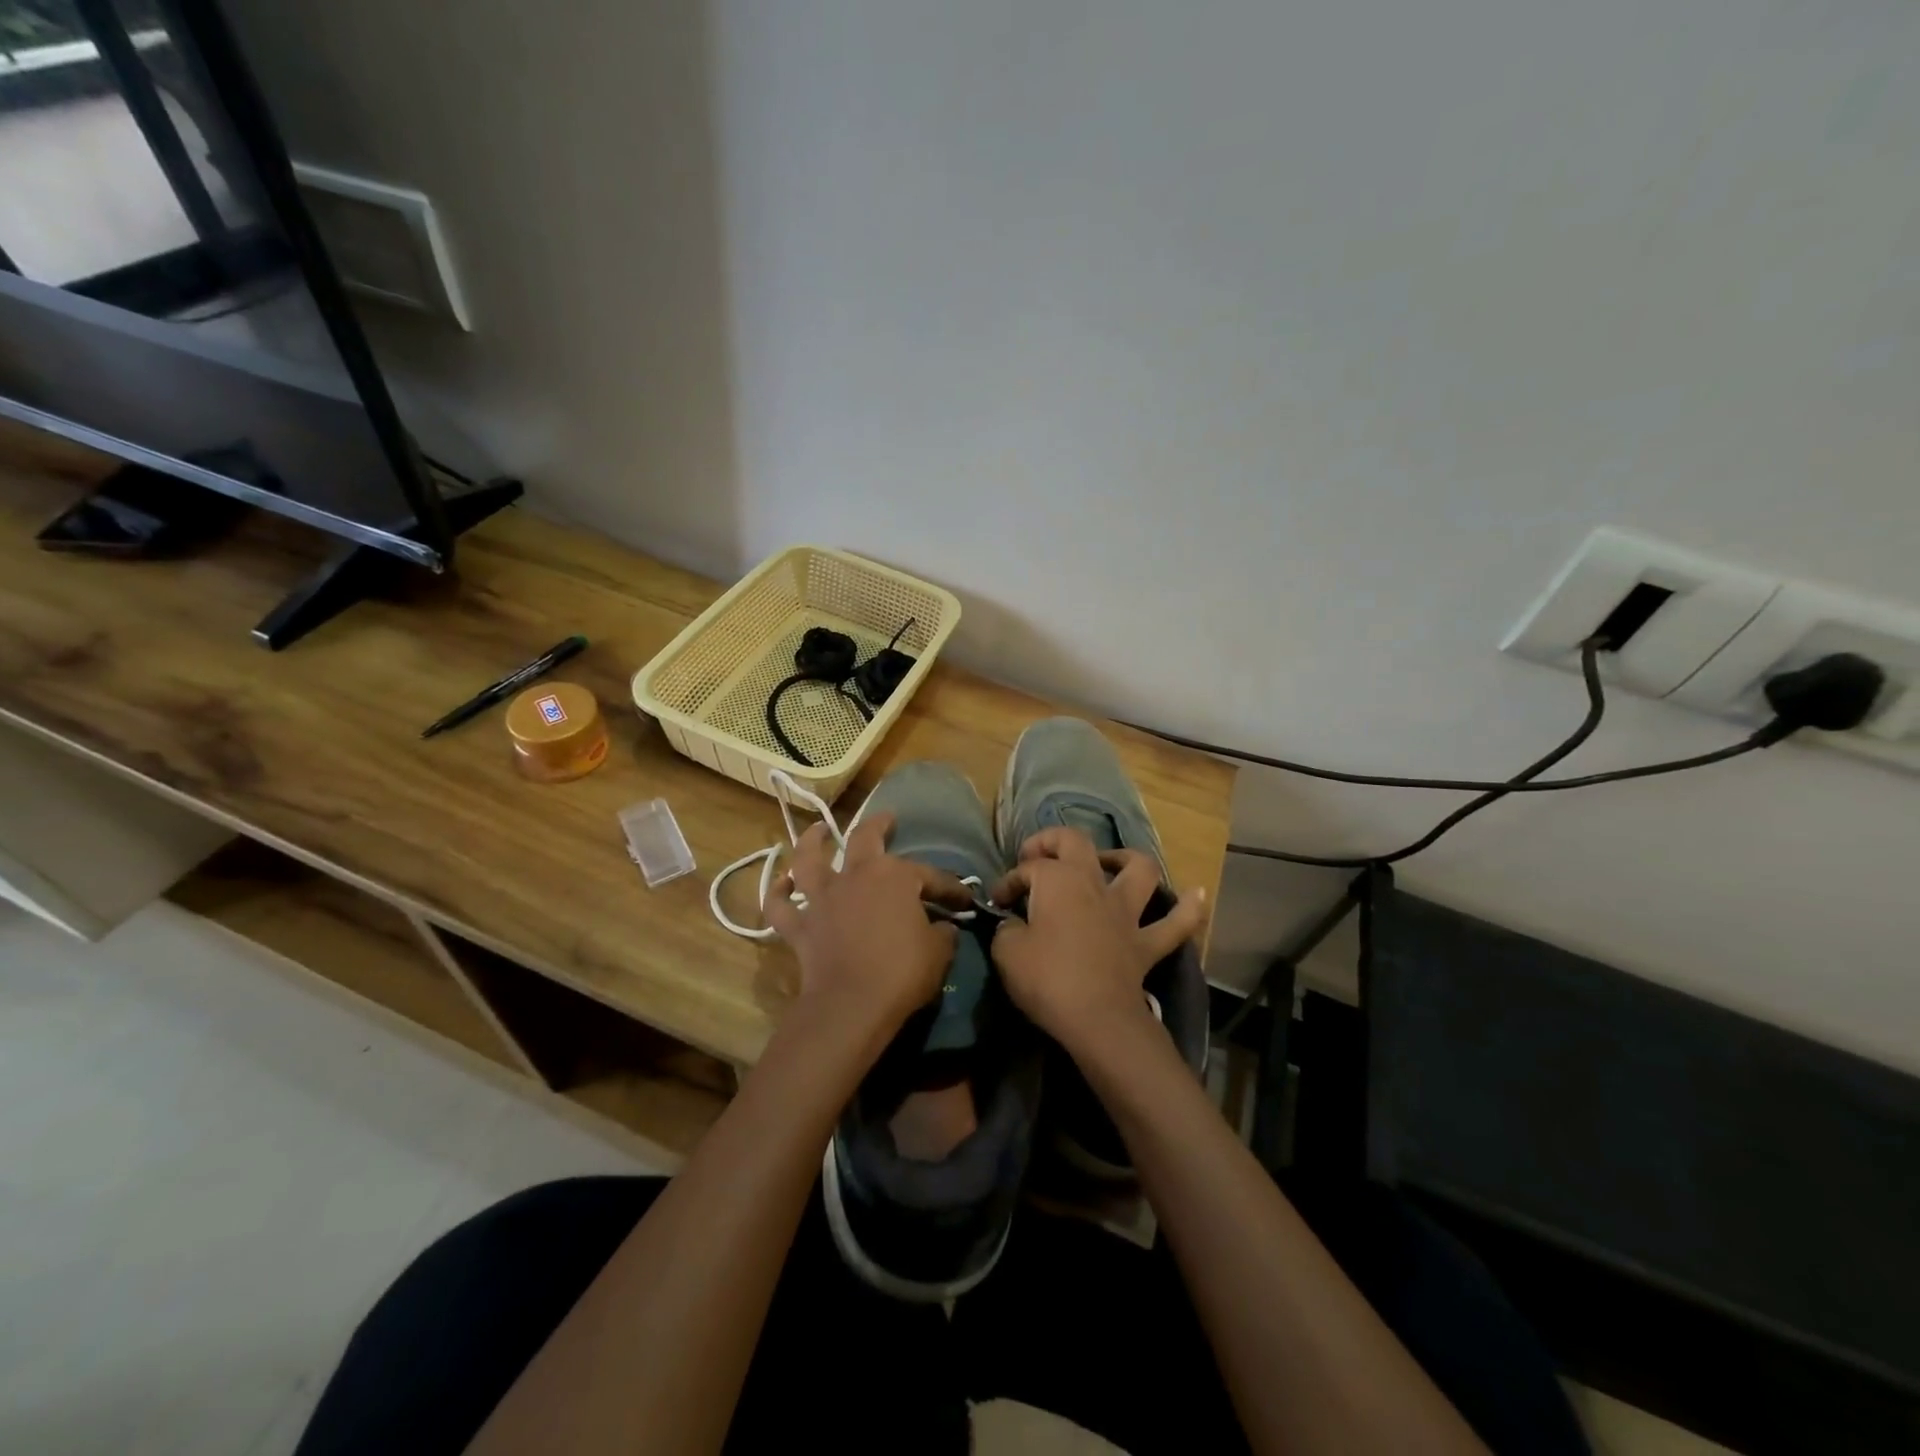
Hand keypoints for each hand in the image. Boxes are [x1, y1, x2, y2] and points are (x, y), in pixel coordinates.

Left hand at [765, 813, 970, 1050]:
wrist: (852, 1004)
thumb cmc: (902, 971)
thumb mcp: (938, 952)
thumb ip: (943, 933)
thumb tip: (944, 927)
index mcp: (894, 876)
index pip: (930, 876)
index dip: (949, 887)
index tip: (964, 899)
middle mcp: (855, 876)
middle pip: (864, 838)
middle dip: (878, 825)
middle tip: (887, 819)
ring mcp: (823, 898)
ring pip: (809, 859)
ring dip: (812, 842)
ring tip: (817, 831)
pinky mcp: (800, 925)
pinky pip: (781, 905)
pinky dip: (778, 892)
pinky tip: (781, 882)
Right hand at [988, 828, 1205, 1054]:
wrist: (1097, 1019)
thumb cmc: (1047, 979)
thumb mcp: (1006, 951)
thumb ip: (1007, 929)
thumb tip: (1014, 924)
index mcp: (1057, 880)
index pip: (1027, 869)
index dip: (1008, 882)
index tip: (998, 904)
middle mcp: (1094, 884)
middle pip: (1075, 842)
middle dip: (1051, 841)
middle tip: (1036, 857)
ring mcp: (1126, 912)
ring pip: (1137, 869)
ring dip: (1124, 859)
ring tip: (1109, 862)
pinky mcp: (1147, 943)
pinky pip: (1177, 923)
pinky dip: (1189, 908)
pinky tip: (1197, 893)